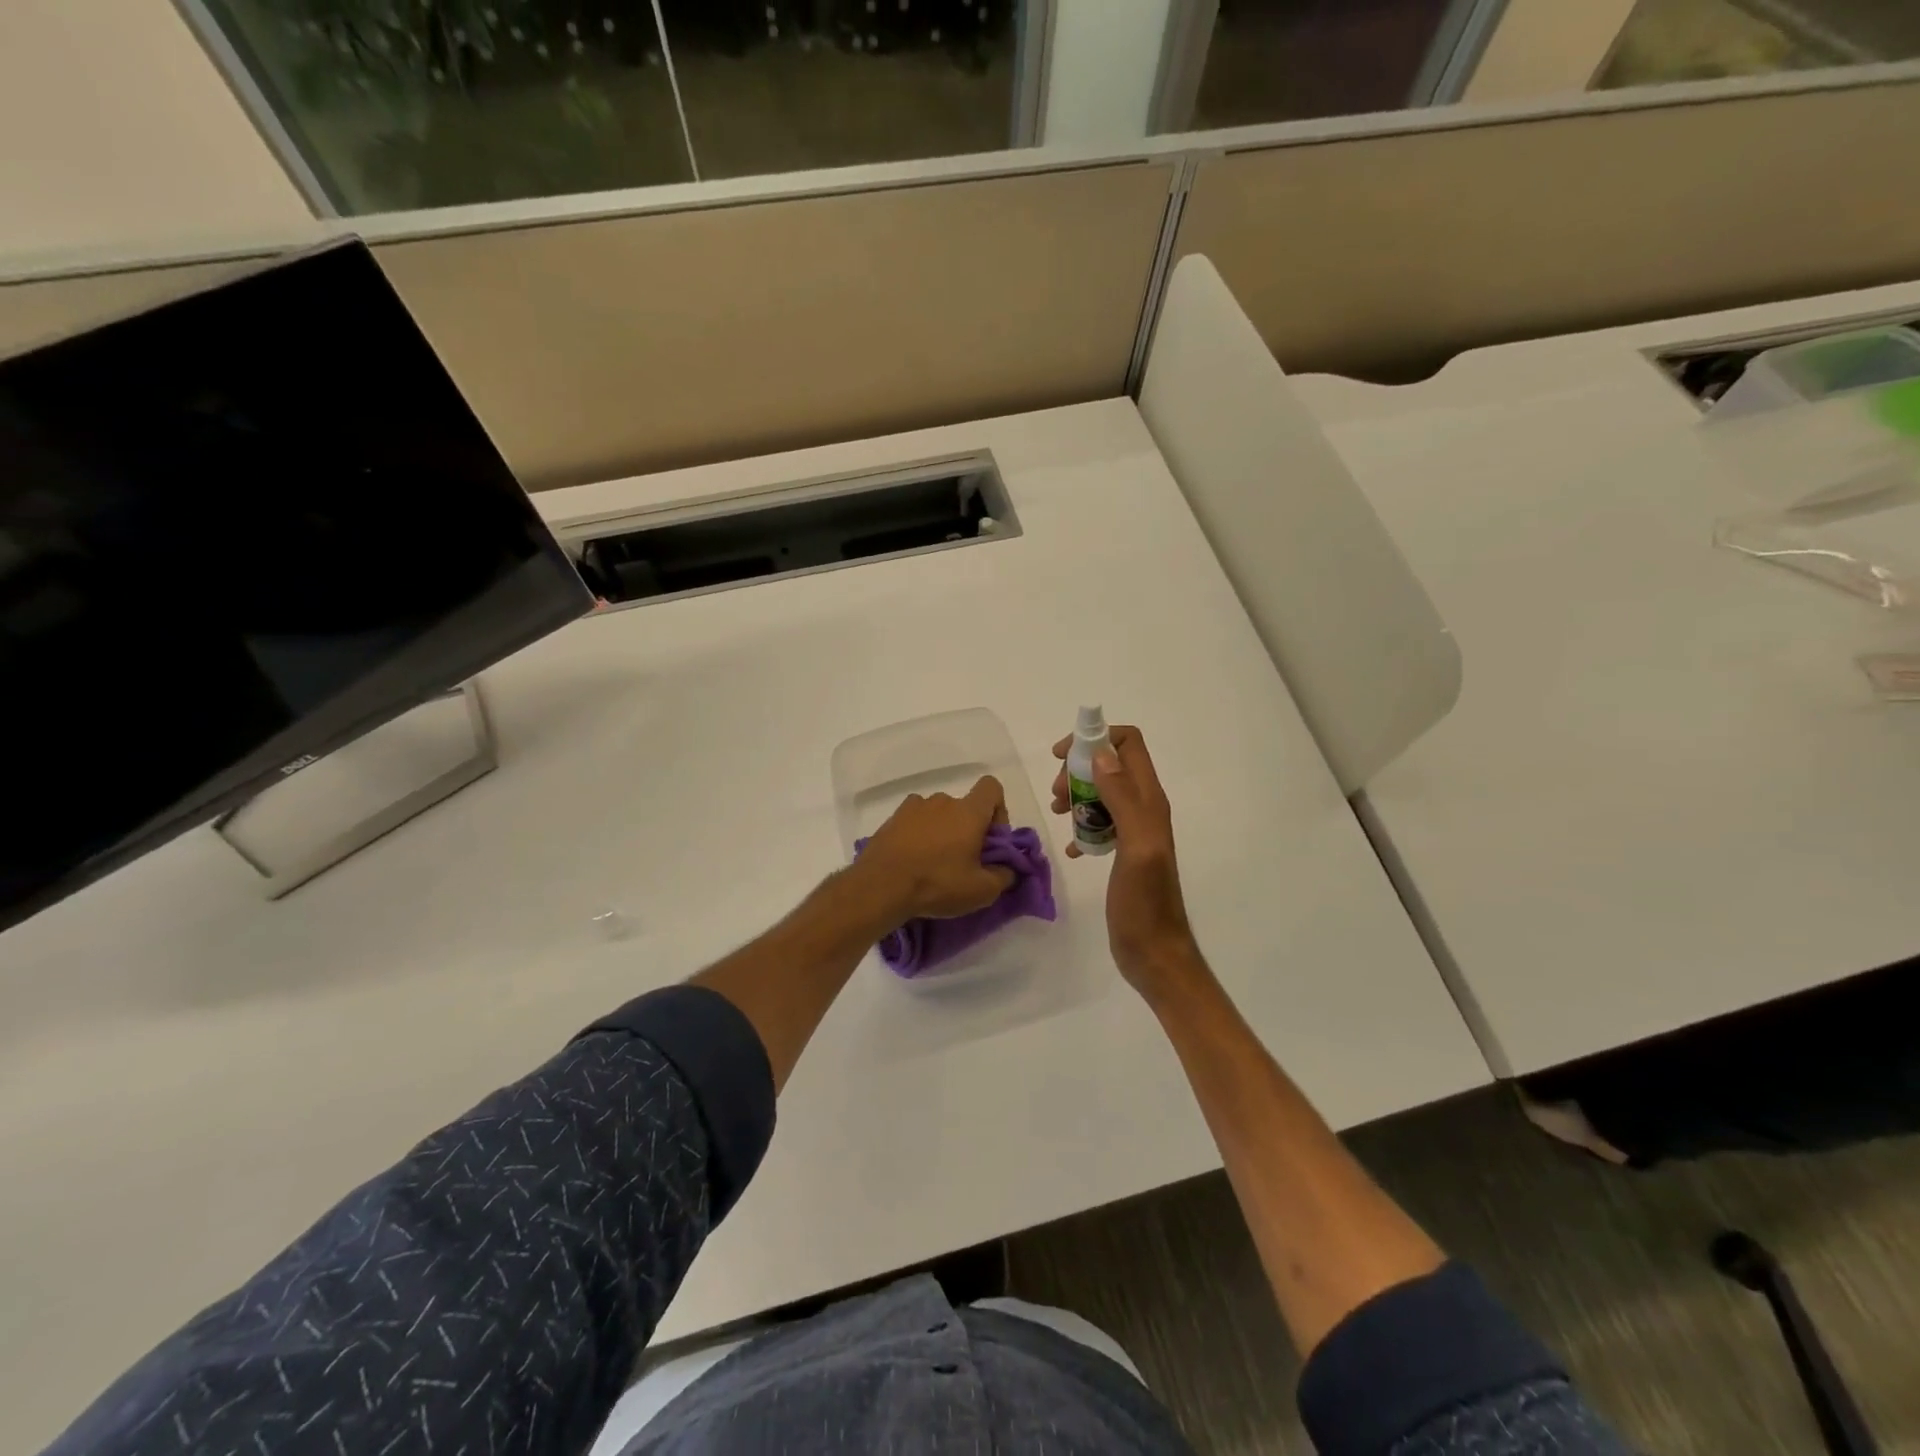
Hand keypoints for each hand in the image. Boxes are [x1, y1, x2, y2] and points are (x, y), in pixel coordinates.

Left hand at [855, 776, 1014, 927]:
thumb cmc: (937, 883)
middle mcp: (943, 801)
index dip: (998, 810)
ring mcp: (914, 807)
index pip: (992, 787)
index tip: (991, 839)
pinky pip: (915, 820)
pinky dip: (919, 833)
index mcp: (969, 812)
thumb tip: (1008, 869)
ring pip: (939, 814)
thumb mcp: (981, 891)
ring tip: (934, 862)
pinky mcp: (893, 818)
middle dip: (969, 829)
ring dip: (942, 831)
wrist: (881, 886)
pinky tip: (912, 858)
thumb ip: (1004, 876)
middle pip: (965, 806)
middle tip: (963, 861)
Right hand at [1051, 725, 1199, 996]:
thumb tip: (1101, 754)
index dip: (1096, 738)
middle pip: (1110, 764)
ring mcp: (1134, 831)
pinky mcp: (1123, 852)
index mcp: (1149, 801)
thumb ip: (1122, 798)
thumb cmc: (1144, 902)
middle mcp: (1144, 809)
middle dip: (1079, 769)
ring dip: (1077, 795)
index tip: (1062, 756)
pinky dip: (1081, 826)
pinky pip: (1098, 823)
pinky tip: (1071, 847)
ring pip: (1102, 791)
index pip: (1129, 744)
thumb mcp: (1136, 846)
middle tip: (1058, 795)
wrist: (1154, 953)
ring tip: (1058, 814)